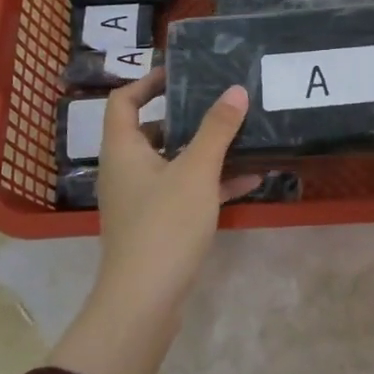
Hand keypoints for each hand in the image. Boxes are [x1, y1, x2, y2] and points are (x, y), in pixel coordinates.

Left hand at [48, 68, 257, 373]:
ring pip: (172, 162)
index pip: (123, 100)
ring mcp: (140, 199)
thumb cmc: (164, 225)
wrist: (144, 301)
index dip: (148, 81)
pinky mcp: (157, 224)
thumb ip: (217, 129)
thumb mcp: (196, 171)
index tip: (181, 72)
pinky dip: (211, 182)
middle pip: (150, 130)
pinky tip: (250, 178)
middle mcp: (125, 170)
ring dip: (204, 149)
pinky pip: (184, 191)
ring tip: (241, 134)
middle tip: (218, 101)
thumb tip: (235, 90)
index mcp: (123, 149)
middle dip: (185, 115)